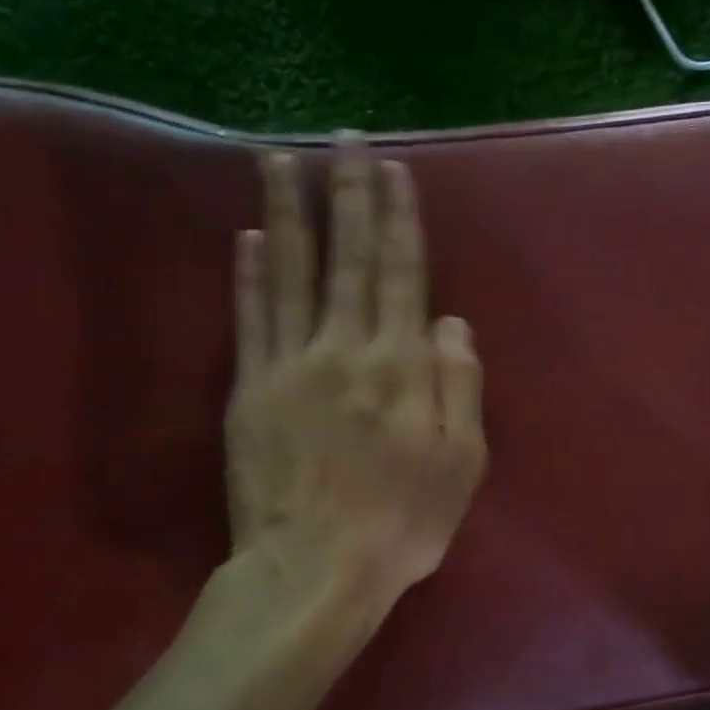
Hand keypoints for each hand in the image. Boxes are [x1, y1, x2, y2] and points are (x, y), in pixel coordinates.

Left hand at [226, 138, 485, 607]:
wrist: (316, 570)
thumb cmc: (403, 523)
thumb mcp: (462, 464)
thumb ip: (461, 386)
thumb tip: (451, 322)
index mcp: (403, 367)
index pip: (403, 275)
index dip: (399, 219)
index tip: (393, 170)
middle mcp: (347, 350)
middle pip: (350, 259)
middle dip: (349, 195)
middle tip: (344, 139)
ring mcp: (291, 366)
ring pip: (291, 273)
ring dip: (288, 213)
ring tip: (280, 161)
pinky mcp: (250, 391)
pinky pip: (250, 320)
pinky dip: (248, 275)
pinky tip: (247, 237)